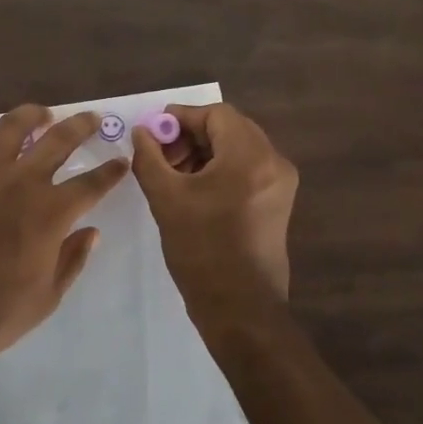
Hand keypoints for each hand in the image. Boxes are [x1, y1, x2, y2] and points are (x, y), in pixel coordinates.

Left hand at [0, 105, 128, 391]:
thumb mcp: (47, 298)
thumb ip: (72, 259)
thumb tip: (91, 232)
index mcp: (50, 213)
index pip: (92, 183)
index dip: (111, 171)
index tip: (122, 161)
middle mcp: (20, 183)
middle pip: (58, 140)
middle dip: (81, 125)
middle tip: (92, 117)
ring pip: (10, 128)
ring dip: (31, 116)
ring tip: (42, 114)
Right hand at [131, 103, 297, 322]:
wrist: (240, 309)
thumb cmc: (202, 250)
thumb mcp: (166, 199)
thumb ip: (149, 157)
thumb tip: (142, 132)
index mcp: (250, 156)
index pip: (216, 114)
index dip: (181, 118)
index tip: (153, 133)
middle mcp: (273, 162)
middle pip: (230, 128)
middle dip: (191, 136)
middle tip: (162, 156)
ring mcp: (280, 184)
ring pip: (238, 148)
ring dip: (204, 153)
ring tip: (174, 175)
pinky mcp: (278, 203)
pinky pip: (247, 169)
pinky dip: (220, 169)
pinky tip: (195, 190)